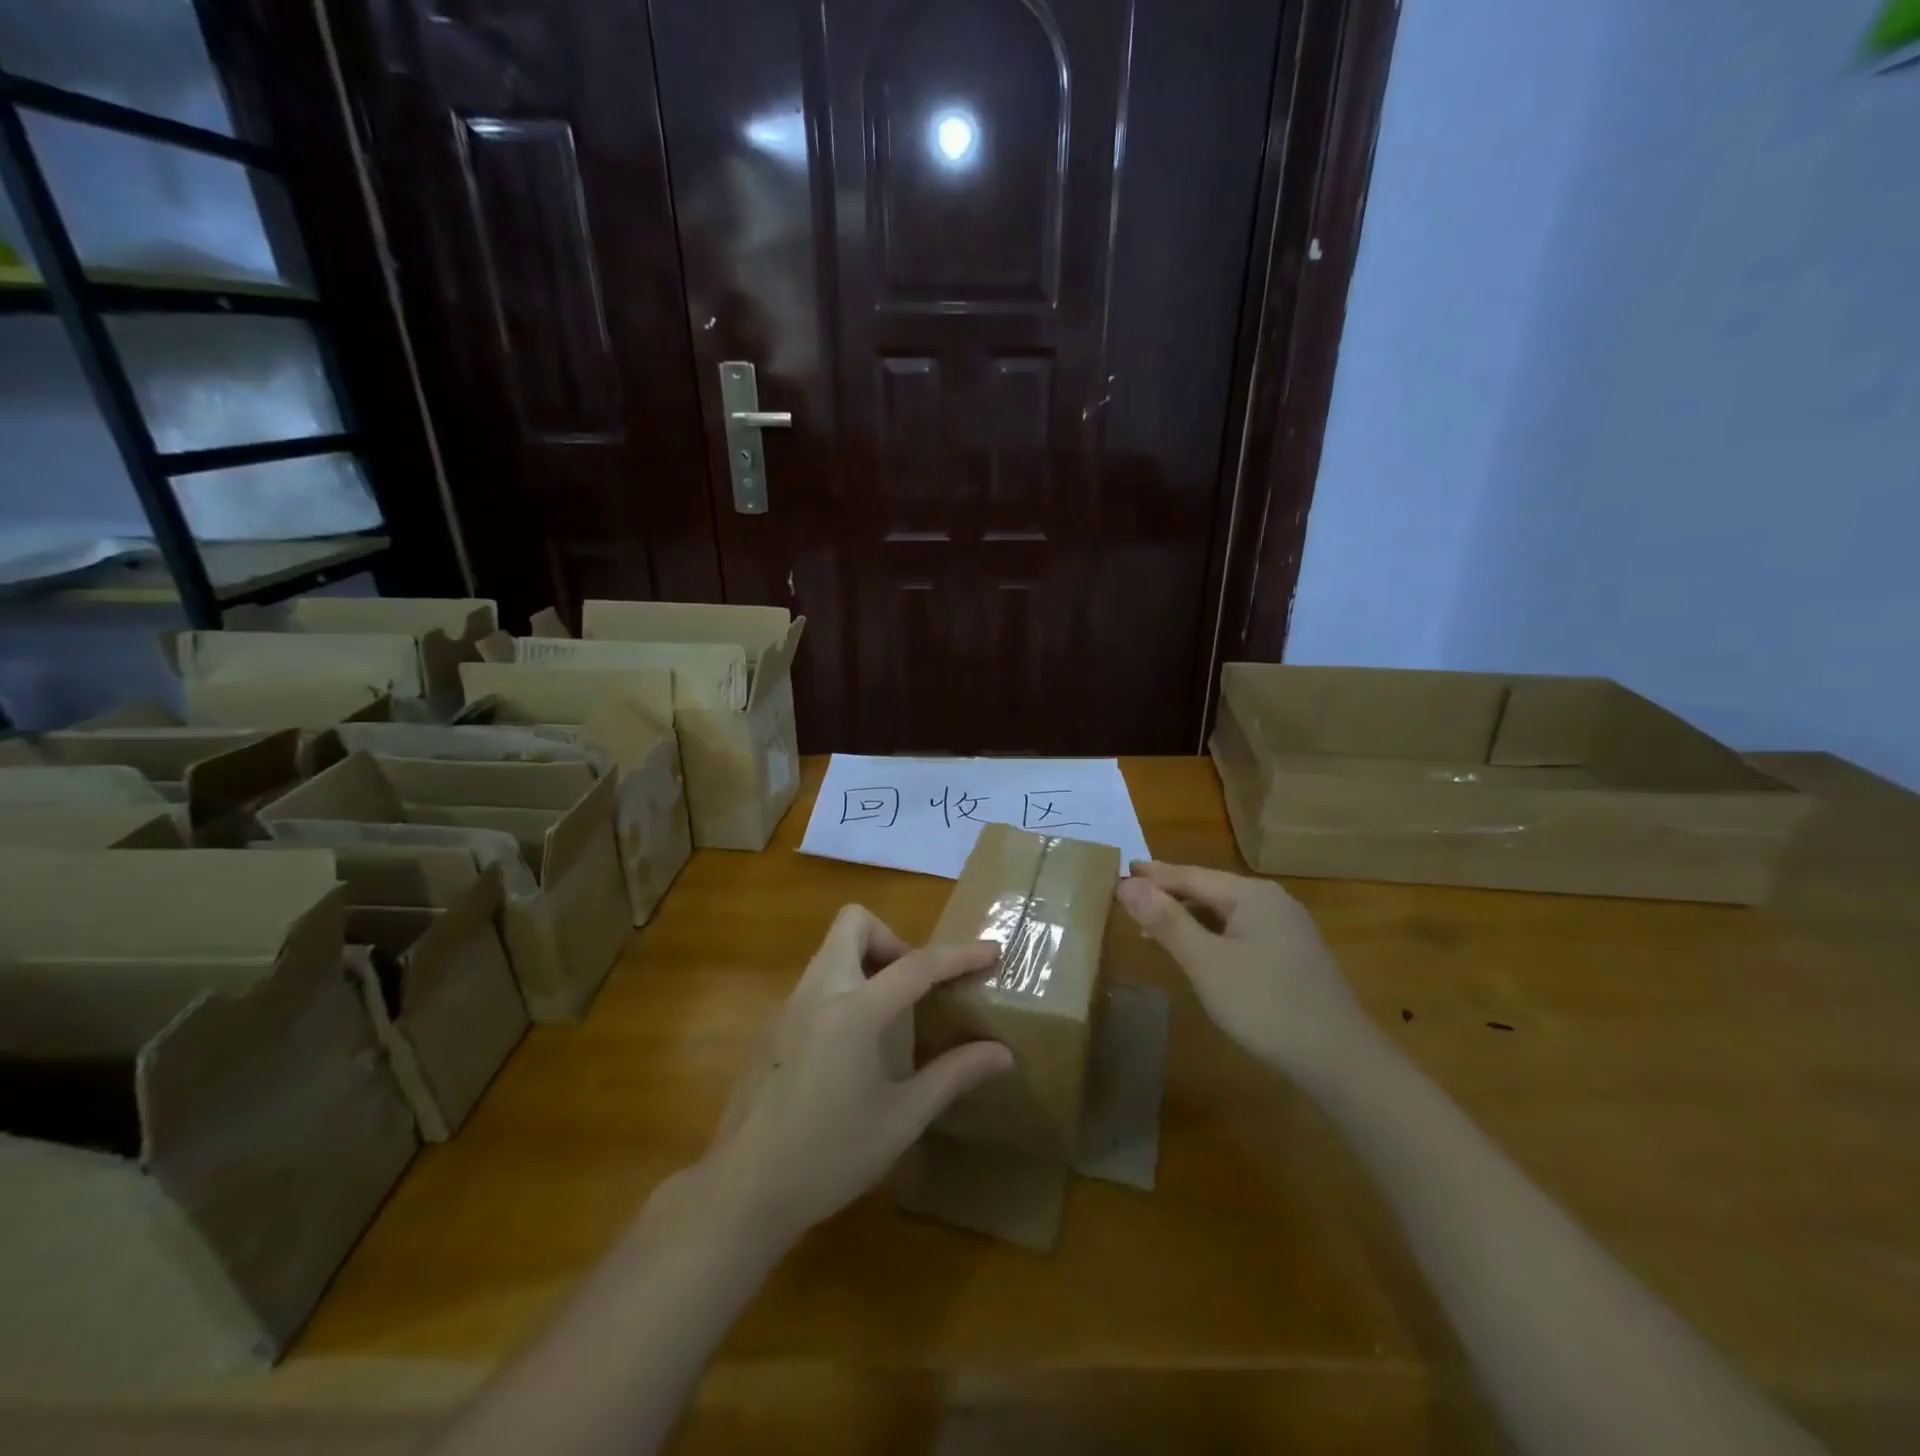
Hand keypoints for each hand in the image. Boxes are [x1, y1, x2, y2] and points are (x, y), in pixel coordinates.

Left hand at [702, 905, 1013, 1250]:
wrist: (745, 1190)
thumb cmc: (831, 1155)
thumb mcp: (902, 1119)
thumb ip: (952, 1075)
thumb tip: (1002, 1054)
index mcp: (855, 1011)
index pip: (916, 964)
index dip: (959, 955)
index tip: (992, 951)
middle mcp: (818, 992)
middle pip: (853, 923)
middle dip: (892, 938)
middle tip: (913, 985)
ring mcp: (789, 1005)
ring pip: (831, 949)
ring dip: (866, 961)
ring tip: (889, 1015)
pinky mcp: (772, 1026)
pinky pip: (815, 982)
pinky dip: (843, 988)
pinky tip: (851, 1046)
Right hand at [1115, 860, 1372, 1077]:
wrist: (1341, 1060)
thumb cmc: (1265, 1004)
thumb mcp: (1205, 962)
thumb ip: (1165, 921)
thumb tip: (1126, 884)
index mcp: (1251, 894)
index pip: (1189, 875)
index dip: (1152, 876)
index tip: (1118, 873)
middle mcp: (1272, 901)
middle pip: (1209, 889)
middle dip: (1168, 894)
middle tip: (1129, 898)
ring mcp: (1288, 928)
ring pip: (1226, 912)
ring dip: (1188, 916)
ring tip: (1152, 926)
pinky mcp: (1294, 955)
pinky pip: (1241, 931)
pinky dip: (1211, 934)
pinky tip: (1198, 952)